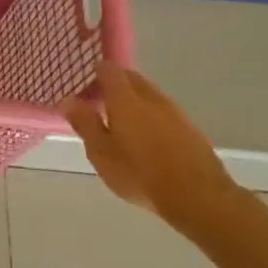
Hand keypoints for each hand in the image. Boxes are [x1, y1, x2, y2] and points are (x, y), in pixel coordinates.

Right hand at [60, 65, 245, 232]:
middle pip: (132, 78)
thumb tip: (68, 100)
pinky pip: (166, 112)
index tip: (87, 80)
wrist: (199, 197)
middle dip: (117, 83)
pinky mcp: (191, 129)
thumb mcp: (101, 152)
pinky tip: (149, 136)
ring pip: (151, 94)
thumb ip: (84, 123)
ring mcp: (175, 112)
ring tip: (124, 119)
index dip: (97, 70)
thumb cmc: (140, 174)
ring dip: (136, 99)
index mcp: (125, 99)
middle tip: (102, 99)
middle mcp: (151, 98)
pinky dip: (153, 115)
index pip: (110, 71)